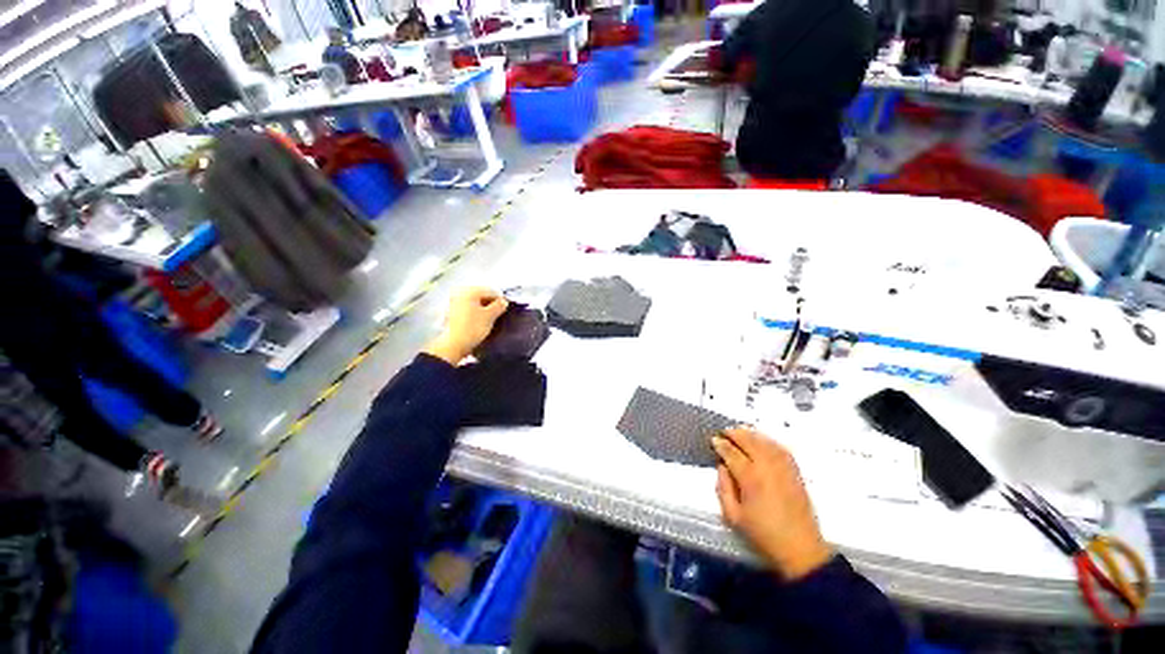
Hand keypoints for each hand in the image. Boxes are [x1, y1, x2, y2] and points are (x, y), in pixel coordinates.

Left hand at [424, 288, 507, 364]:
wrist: (453, 345)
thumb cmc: (472, 328)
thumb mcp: (490, 316)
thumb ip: (499, 306)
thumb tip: (503, 301)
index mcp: (469, 291)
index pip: (490, 291)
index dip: (500, 300)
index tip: (505, 309)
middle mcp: (460, 293)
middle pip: (482, 296)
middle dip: (491, 304)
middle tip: (498, 315)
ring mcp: (454, 303)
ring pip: (475, 303)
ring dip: (484, 310)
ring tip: (490, 321)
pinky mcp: (452, 313)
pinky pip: (468, 310)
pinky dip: (476, 314)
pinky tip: (480, 323)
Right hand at [713, 427, 832, 579]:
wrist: (800, 549)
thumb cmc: (764, 534)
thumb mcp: (733, 516)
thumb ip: (723, 489)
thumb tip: (721, 467)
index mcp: (750, 478)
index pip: (731, 453)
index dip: (720, 444)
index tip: (714, 440)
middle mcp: (767, 468)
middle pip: (749, 441)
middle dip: (734, 434)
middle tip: (724, 432)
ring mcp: (783, 468)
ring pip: (765, 442)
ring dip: (751, 434)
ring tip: (740, 432)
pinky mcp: (795, 472)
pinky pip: (781, 449)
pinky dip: (769, 441)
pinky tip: (762, 441)